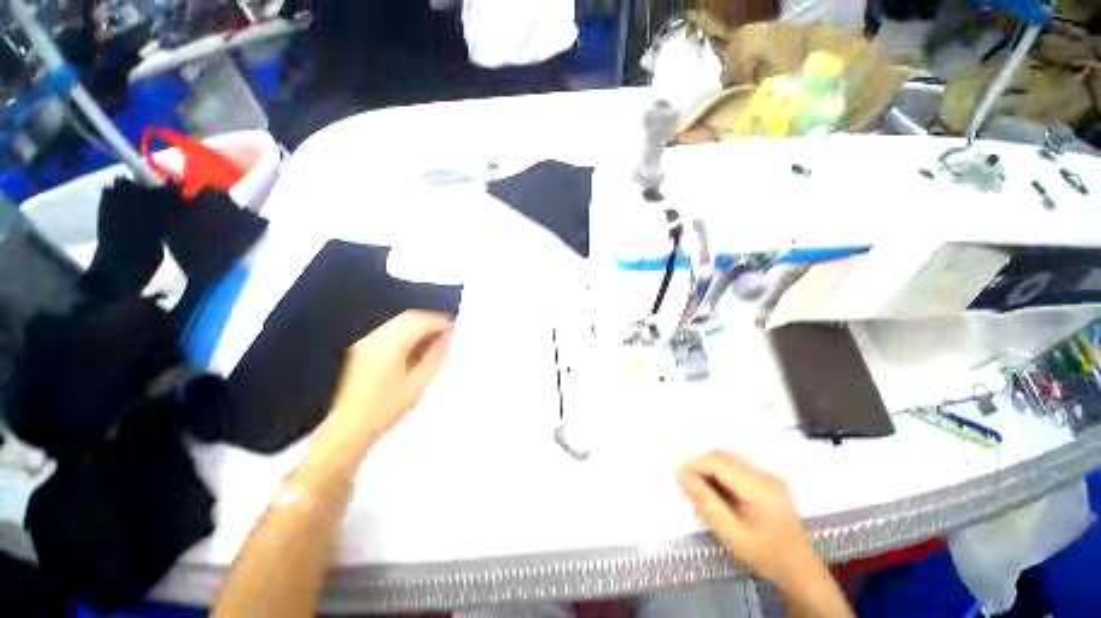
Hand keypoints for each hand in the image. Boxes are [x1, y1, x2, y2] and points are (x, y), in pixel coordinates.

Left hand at [330, 310, 454, 439]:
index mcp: (390, 345)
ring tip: (435, 341)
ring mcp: (367, 342)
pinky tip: (416, 348)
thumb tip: (447, 337)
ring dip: (419, 327)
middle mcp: (376, 338)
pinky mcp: (363, 349)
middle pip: (408, 318)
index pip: (419, 322)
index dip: (439, 322)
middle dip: (430, 322)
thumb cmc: (387, 408)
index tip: (454, 330)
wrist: (349, 429)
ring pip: (398, 323)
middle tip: (447, 333)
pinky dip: (407, 333)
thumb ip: (435, 356)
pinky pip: (390, 332)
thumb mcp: (418, 383)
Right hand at [676, 450, 820, 588]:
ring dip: (710, 467)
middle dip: (701, 464)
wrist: (800, 571)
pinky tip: (718, 490)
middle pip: (724, 456)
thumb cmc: (766, 556)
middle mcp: (766, 475)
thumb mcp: (732, 535)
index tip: (678, 476)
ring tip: (700, 487)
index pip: (719, 462)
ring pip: (730, 459)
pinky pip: (738, 466)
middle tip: (686, 483)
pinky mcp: (769, 480)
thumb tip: (681, 475)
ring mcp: (770, 476)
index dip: (695, 464)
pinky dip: (722, 472)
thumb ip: (706, 503)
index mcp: (760, 488)